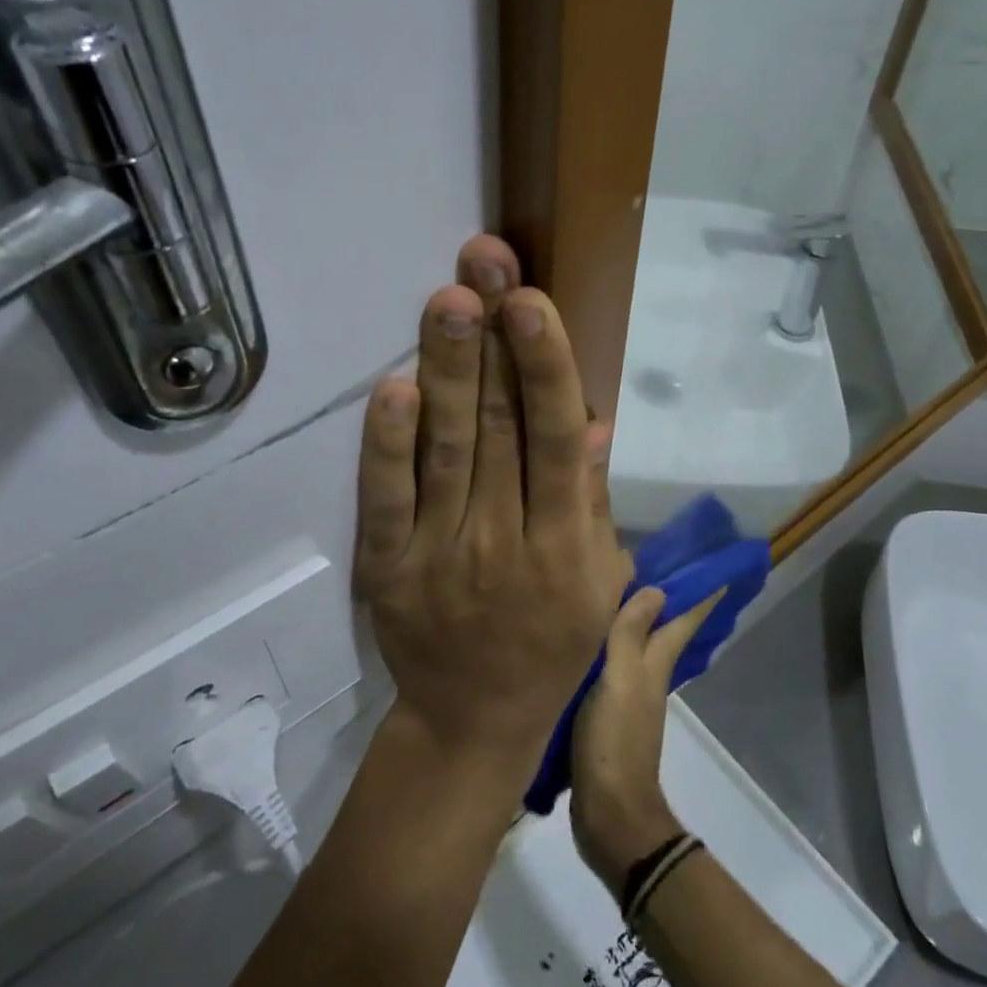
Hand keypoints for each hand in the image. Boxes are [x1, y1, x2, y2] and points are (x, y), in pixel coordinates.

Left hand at [355, 237, 631, 784]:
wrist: (472, 722)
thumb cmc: (552, 646)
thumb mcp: (599, 582)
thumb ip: (590, 501)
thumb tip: (591, 420)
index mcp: (565, 545)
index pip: (556, 442)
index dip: (546, 368)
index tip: (532, 302)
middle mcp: (505, 542)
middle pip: (499, 430)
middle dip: (492, 341)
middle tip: (483, 264)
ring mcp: (440, 555)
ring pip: (446, 451)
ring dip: (446, 371)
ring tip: (448, 299)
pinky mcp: (389, 568)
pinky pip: (386, 501)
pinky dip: (387, 446)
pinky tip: (393, 389)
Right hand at [570, 586, 719, 895]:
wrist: (609, 813)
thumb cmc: (615, 741)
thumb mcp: (619, 680)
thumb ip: (630, 635)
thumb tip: (657, 589)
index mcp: (654, 665)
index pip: (682, 622)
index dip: (700, 596)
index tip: (718, 570)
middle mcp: (647, 677)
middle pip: (664, 633)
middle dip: (669, 604)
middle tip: (665, 568)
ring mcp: (629, 699)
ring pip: (639, 650)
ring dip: (638, 625)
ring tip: (621, 597)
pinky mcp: (609, 717)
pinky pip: (613, 670)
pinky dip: (610, 651)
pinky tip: (594, 645)